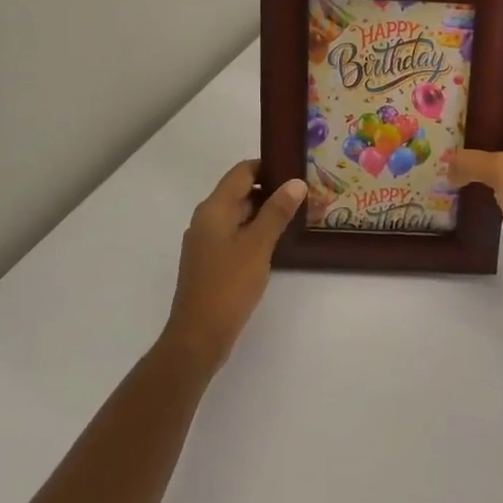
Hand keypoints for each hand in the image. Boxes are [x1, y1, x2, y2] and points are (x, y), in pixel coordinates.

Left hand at [164, 161, 304, 371]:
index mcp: (213, 209)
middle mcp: (206, 220)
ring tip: (297, 216)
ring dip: (265, 213)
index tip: (296, 168)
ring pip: (239, 216)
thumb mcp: (258, 245)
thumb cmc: (229, 285)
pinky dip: (255, 233)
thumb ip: (277, 211)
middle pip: (240, 192)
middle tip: (304, 194)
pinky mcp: (211, 262)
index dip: (268, 166)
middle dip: (271, 190)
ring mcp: (206, 242)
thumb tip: (296, 182)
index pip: (242, 172)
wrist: (198, 336)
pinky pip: (235, 235)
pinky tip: (277, 243)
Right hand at [450, 113, 502, 299]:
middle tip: (432, 141)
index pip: (502, 114)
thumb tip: (448, 167)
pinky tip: (450, 196)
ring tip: (435, 167)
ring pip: (490, 170)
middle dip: (465, 142)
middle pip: (492, 142)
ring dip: (467, 171)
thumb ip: (470, 161)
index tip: (445, 109)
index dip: (477, 110)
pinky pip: (491, 195)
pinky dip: (474, 195)